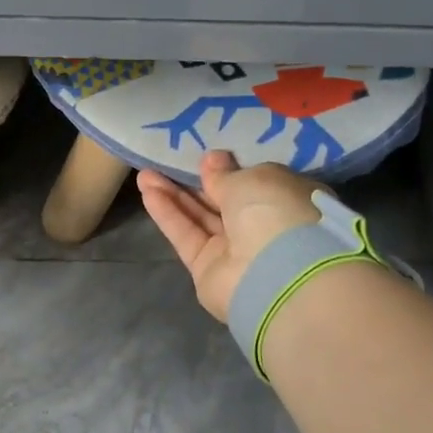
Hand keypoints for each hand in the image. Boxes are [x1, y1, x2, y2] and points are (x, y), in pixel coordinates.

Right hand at [138, 151, 326, 321]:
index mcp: (287, 201)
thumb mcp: (252, 179)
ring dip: (173, 195)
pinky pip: (186, 235)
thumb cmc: (276, 213)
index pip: (256, 183)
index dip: (231, 169)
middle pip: (223, 201)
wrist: (275, 275)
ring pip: (200, 217)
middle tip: (168, 161)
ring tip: (145, 174)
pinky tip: (147, 192)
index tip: (208, 157)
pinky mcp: (207, 268)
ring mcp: (235, 251)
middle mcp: (263, 227)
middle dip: (195, 182)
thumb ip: (226, 173)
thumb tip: (214, 160)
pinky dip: (168, 214)